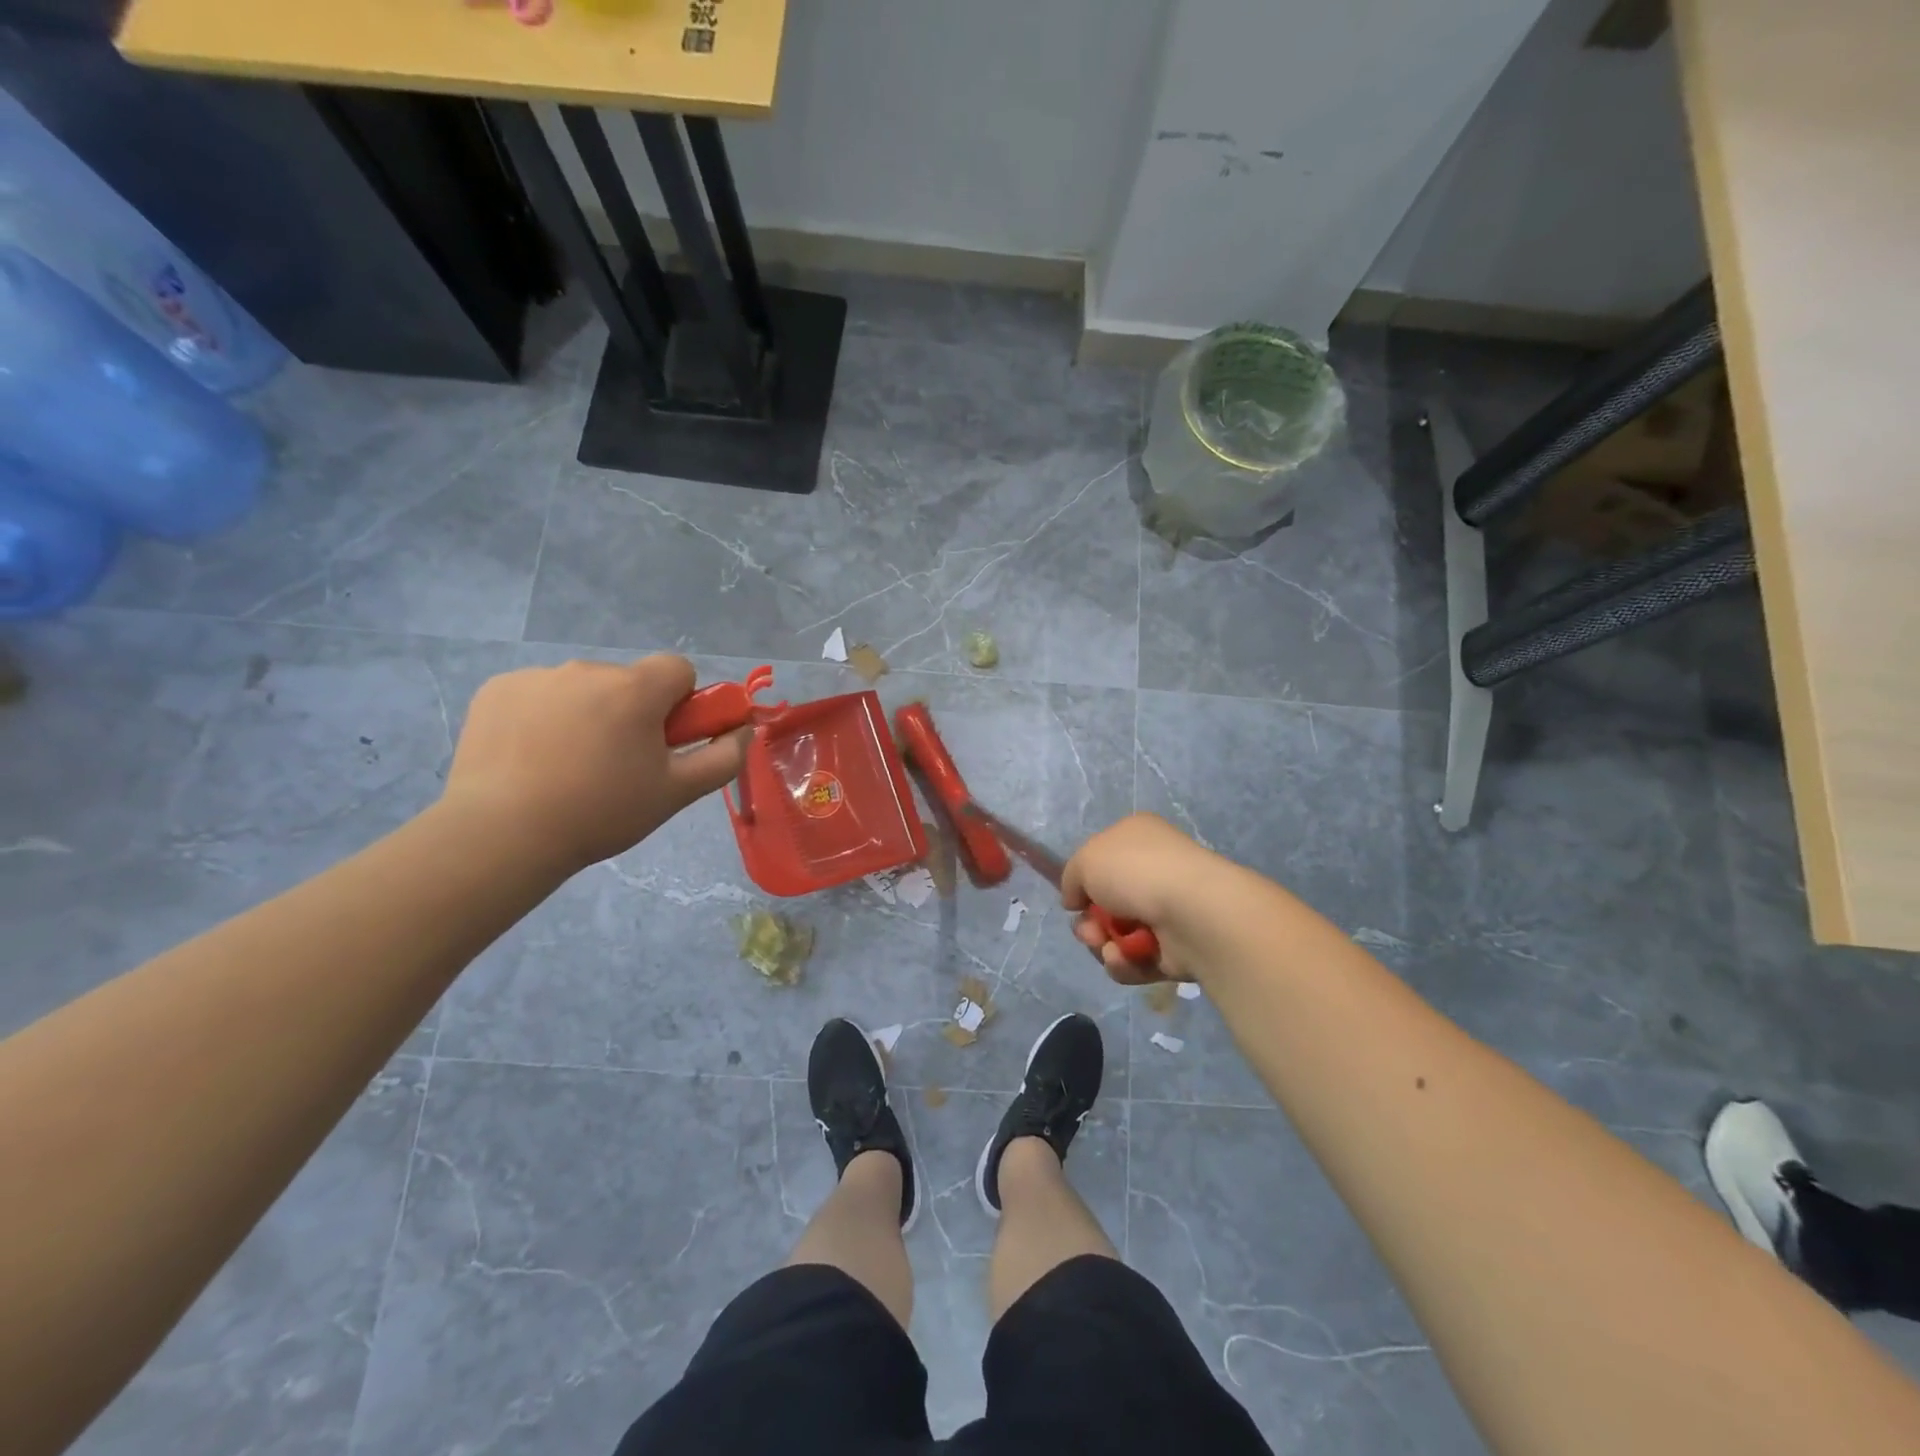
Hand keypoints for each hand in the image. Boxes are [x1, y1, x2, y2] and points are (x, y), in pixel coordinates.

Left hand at [441, 655, 746, 871]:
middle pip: (628, 682)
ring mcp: (537, 676)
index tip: (666, 740)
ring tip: (566, 768)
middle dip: (631, 712)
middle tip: (617, 765)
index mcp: (636, 688)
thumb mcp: (677, 792)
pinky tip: (529, 759)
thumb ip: (723, 757)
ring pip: (582, 689)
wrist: (503, 833)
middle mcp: (588, 669)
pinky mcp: (497, 689)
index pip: (678, 669)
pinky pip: (538, 695)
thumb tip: (745, 729)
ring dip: (587, 714)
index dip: (681, 703)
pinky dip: (542, 718)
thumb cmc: (601, 811)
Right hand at [1061, 813, 1226, 985]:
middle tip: (1089, 931)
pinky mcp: (1177, 950)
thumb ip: (1071, 878)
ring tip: (1109, 947)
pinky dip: (1125, 963)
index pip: (1103, 860)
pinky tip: (1126, 957)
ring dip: (1103, 945)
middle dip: (1090, 924)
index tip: (1074, 900)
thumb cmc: (1136, 871)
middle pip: (1106, 905)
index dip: (1084, 882)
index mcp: (1138, 838)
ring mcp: (1168, 911)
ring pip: (1117, 936)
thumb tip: (1075, 900)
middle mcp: (1154, 871)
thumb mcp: (1085, 860)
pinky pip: (1136, 960)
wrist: (1192, 911)